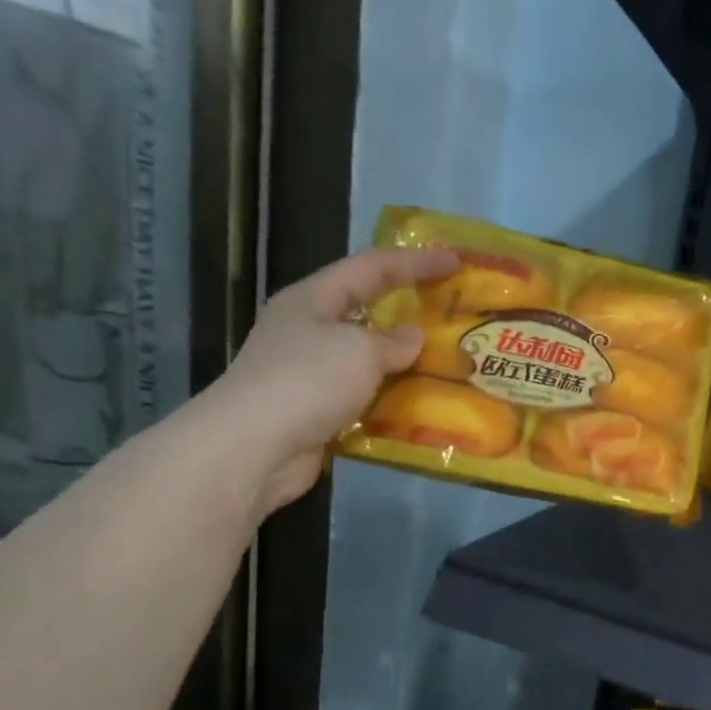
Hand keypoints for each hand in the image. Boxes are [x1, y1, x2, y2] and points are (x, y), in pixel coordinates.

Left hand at [198, 246, 458, 514]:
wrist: (254, 448)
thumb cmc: (307, 381)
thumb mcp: (360, 350)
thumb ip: (393, 341)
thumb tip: (412, 338)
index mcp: (313, 299)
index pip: (372, 267)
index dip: (415, 262)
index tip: (455, 261)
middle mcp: (309, 330)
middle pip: (367, 311)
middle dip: (410, 313)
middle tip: (452, 315)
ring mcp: (310, 373)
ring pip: (368, 359)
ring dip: (405, 363)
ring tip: (448, 365)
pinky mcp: (317, 412)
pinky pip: (365, 397)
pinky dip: (392, 400)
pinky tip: (422, 408)